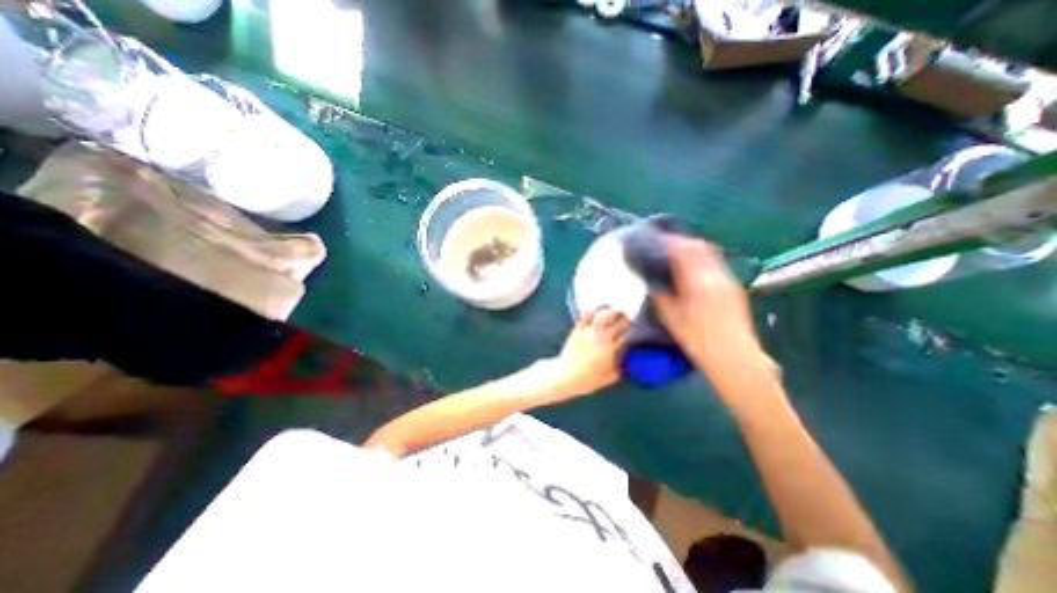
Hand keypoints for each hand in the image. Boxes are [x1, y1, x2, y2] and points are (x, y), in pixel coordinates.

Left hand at [550, 305, 631, 398]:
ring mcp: (590, 331)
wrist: (566, 376)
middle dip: (626, 318)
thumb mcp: (612, 377)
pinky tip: (598, 311)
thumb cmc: (589, 379)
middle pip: (622, 320)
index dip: (633, 328)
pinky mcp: (579, 328)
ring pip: (607, 313)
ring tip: (615, 311)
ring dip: (613, 311)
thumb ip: (623, 365)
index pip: (630, 332)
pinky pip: (589, 314)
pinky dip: (595, 310)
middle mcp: (604, 338)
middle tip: (625, 318)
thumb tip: (631, 356)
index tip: (634, 327)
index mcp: (614, 350)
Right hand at [654, 238, 773, 386]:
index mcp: (697, 283)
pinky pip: (717, 265)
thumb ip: (660, 296)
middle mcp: (716, 277)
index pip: (683, 251)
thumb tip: (652, 281)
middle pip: (699, 247)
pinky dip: (703, 260)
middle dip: (682, 242)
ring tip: (679, 255)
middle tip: (667, 246)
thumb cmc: (697, 340)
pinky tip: (694, 271)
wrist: (734, 358)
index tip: (658, 241)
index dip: (670, 243)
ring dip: (694, 250)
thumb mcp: (671, 319)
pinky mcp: (735, 288)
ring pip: (711, 254)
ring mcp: (728, 281)